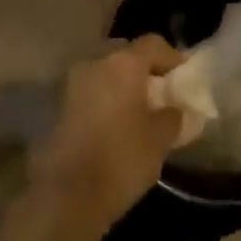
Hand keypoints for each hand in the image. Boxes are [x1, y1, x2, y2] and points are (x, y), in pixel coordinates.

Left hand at [32, 35, 182, 232]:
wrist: (67, 197)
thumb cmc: (121, 159)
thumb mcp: (160, 139)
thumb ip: (172, 116)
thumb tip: (174, 110)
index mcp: (123, 63)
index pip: (153, 44)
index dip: (172, 57)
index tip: (183, 76)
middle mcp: (95, 63)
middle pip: (125, 54)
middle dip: (143, 69)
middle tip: (158, 92)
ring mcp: (72, 83)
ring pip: (104, 72)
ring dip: (120, 84)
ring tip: (136, 110)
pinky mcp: (57, 106)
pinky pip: (89, 92)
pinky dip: (103, 100)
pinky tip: (114, 124)